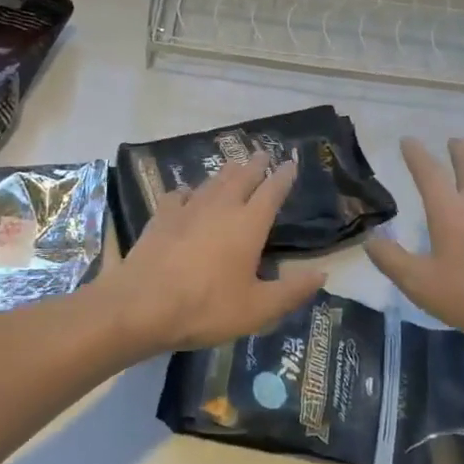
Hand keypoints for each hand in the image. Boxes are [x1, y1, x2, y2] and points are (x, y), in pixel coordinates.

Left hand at [98, 151, 325, 353]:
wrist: (142, 305)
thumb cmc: (206, 307)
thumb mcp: (258, 309)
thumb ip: (292, 291)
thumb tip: (322, 273)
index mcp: (249, 224)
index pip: (272, 191)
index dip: (283, 176)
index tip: (291, 162)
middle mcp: (221, 207)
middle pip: (242, 177)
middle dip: (255, 164)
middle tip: (263, 153)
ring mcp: (188, 209)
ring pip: (212, 182)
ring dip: (226, 172)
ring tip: (234, 165)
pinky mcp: (161, 217)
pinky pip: (179, 195)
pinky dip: (189, 191)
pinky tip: (187, 194)